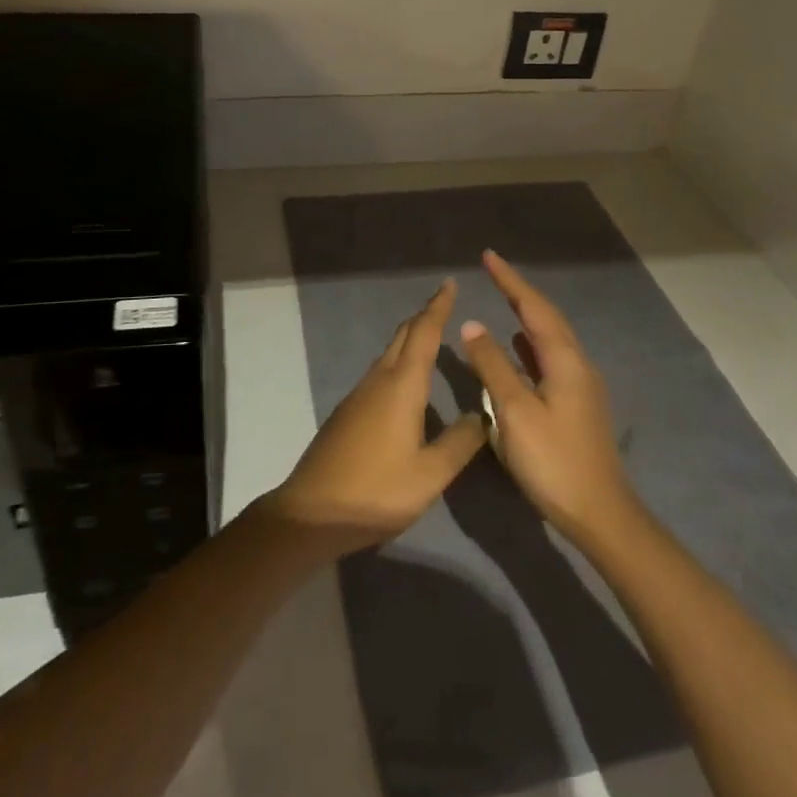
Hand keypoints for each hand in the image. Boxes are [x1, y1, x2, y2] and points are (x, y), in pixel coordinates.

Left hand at [265, 279, 486, 553]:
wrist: (313, 512)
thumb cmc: (377, 491)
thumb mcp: (430, 474)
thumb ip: (459, 442)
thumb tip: (483, 413)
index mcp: (402, 386)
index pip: (424, 334)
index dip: (438, 307)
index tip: (450, 284)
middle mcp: (379, 380)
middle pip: (403, 336)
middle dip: (424, 316)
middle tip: (446, 303)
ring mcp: (359, 395)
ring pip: (389, 353)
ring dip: (410, 338)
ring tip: (432, 336)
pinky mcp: (349, 412)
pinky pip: (380, 372)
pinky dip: (399, 361)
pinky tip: (407, 381)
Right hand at [458, 249, 640, 546]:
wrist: (600, 514)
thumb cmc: (554, 461)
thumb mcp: (515, 412)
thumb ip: (493, 365)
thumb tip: (474, 325)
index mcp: (565, 360)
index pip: (533, 307)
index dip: (510, 280)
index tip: (488, 256)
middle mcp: (578, 364)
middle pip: (546, 317)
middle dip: (519, 291)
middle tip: (493, 270)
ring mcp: (581, 385)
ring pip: (550, 337)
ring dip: (526, 315)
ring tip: (504, 299)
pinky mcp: (577, 404)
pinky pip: (550, 358)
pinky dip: (531, 343)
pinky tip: (518, 348)